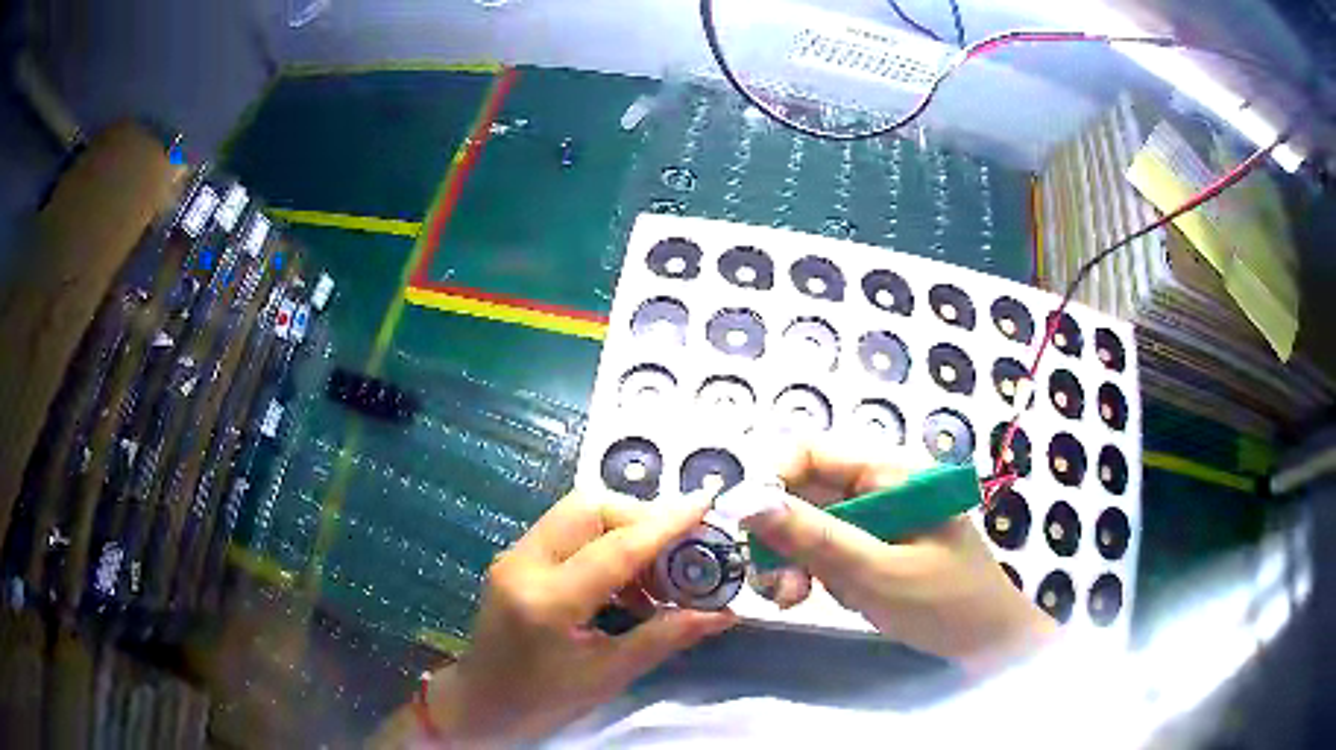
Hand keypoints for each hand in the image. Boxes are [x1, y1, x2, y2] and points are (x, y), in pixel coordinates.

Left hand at [422, 490, 735, 744]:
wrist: (481, 703)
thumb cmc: (544, 700)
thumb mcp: (609, 674)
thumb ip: (665, 636)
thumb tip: (723, 614)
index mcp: (548, 601)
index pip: (616, 548)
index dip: (667, 524)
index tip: (706, 502)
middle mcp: (525, 563)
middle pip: (590, 508)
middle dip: (642, 518)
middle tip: (681, 550)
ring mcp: (515, 556)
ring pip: (577, 513)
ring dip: (624, 529)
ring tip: (658, 571)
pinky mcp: (515, 558)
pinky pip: (567, 530)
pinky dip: (604, 541)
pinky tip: (626, 580)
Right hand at [745, 444, 1055, 674]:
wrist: (988, 645)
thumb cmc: (945, 602)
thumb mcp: (875, 571)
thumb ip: (812, 536)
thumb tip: (743, 499)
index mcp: (890, 474)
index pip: (812, 452)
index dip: (771, 480)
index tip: (744, 527)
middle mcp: (880, 488)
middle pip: (806, 492)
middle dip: (780, 535)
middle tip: (771, 583)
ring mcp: (876, 521)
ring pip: (809, 525)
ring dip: (791, 560)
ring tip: (792, 598)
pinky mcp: (873, 549)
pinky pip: (825, 551)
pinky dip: (810, 574)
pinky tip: (813, 598)